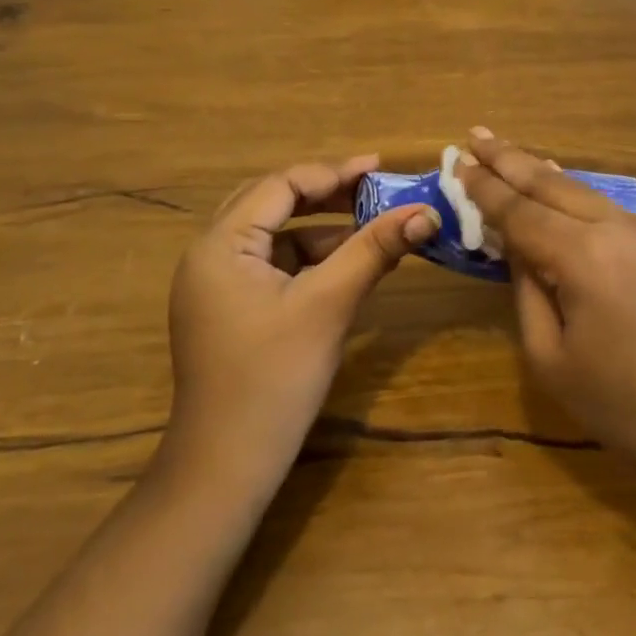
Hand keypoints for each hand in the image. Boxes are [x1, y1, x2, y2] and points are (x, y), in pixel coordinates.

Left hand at [164, 156, 439, 493]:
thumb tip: (426, 212)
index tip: (380, 168)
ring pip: (273, 235)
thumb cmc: (273, 379)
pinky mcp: (229, 309)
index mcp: (220, 245)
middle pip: (272, 203)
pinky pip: (270, 264)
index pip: (280, 186)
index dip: (332, 173)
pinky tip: (344, 265)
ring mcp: (216, 284)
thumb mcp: (328, 306)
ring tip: (370, 224)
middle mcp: (209, 255)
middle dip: (326, 194)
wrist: (226, 467)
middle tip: (375, 188)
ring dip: (320, 227)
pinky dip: (308, 258)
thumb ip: (373, 250)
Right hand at [457, 131, 635, 519]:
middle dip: (510, 159)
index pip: (520, 211)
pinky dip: (576, 196)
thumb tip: (517, 249)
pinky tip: (561, 190)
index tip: (458, 162)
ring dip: (543, 172)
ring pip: (584, 192)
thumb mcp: (552, 359)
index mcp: (583, 256)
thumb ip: (527, 293)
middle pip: (552, 185)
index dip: (485, 188)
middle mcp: (618, 228)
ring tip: (509, 153)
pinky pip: (610, 209)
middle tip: (475, 135)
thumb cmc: (625, 404)